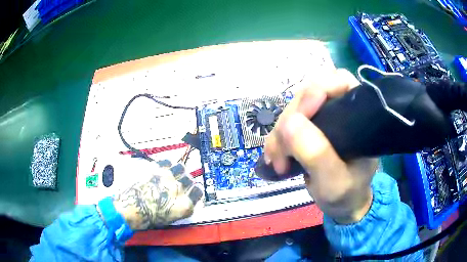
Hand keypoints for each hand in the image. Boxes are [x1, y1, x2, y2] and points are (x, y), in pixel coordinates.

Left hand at [112, 160, 202, 229]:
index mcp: (185, 205)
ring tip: (172, 174)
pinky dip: (167, 164)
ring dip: (178, 171)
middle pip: (190, 179)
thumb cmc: (148, 219)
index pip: (198, 192)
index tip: (191, 191)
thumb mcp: (170, 219)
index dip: (195, 191)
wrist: (129, 209)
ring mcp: (168, 177)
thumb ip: (181, 208)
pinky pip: (168, 161)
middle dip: (186, 182)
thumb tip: (185, 201)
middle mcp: (179, 189)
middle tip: (179, 184)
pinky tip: (163, 169)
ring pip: (181, 167)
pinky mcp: (156, 169)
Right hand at [264, 69, 377, 223]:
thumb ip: (317, 154)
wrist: (343, 204)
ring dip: (279, 133)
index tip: (299, 117)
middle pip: (308, 94)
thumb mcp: (335, 181)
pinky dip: (277, 139)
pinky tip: (275, 157)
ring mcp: (324, 117)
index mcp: (359, 115)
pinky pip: (287, 123)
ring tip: (277, 162)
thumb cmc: (346, 193)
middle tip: (281, 153)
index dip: (317, 91)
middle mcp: (341, 109)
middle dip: (290, 120)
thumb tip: (289, 122)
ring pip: (294, 109)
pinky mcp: (310, 127)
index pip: (338, 82)